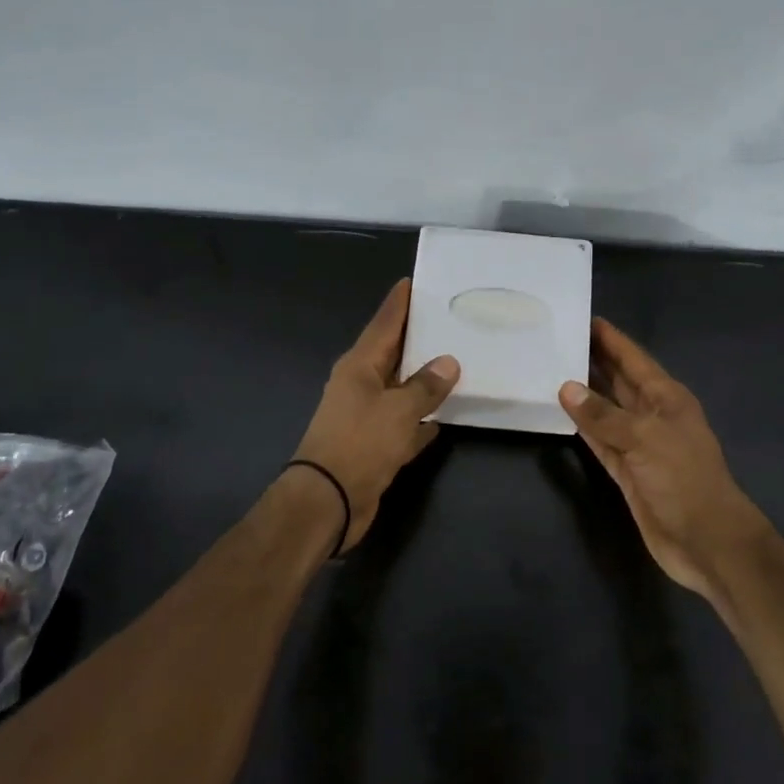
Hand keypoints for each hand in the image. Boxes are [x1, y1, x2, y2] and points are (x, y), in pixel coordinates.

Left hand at [291, 279, 459, 549]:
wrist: (327, 502)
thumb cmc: (360, 444)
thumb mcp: (399, 411)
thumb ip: (426, 386)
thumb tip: (448, 362)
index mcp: (360, 366)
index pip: (384, 324)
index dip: (399, 303)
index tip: (413, 281)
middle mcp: (360, 385)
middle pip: (393, 353)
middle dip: (418, 338)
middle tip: (448, 318)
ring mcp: (366, 416)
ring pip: (401, 389)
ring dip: (423, 380)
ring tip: (456, 361)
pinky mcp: (374, 445)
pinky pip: (405, 423)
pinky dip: (421, 419)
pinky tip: (444, 418)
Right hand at [559, 318, 769, 597]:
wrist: (706, 540)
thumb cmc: (683, 479)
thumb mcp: (645, 439)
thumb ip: (603, 415)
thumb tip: (566, 387)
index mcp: (667, 399)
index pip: (635, 360)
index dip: (612, 340)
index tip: (586, 318)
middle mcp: (653, 415)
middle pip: (620, 381)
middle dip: (595, 361)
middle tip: (560, 339)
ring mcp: (640, 444)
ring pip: (607, 410)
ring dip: (585, 393)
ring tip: (553, 369)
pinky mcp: (627, 470)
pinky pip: (600, 440)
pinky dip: (583, 427)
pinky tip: (563, 412)